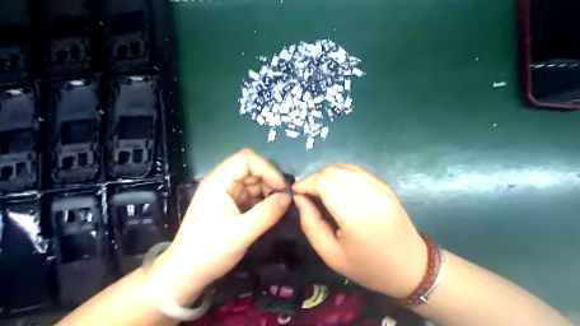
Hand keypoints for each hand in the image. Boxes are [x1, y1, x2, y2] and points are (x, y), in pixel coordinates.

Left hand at [150, 149, 289, 301]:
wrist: (186, 274)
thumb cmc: (208, 251)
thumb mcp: (241, 233)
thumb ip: (267, 213)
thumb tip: (289, 197)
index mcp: (218, 182)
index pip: (246, 159)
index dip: (267, 169)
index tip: (281, 189)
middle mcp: (222, 183)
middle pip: (252, 169)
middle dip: (270, 181)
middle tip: (284, 200)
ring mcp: (227, 194)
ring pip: (254, 182)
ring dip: (269, 192)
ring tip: (279, 208)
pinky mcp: (231, 205)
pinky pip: (252, 195)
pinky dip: (264, 201)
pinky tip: (271, 212)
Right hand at [295, 164, 424, 298]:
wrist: (412, 267)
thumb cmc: (368, 267)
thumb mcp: (331, 255)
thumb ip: (311, 224)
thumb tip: (299, 199)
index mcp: (357, 215)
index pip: (325, 182)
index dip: (306, 183)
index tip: (296, 193)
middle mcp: (370, 194)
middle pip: (334, 171)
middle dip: (314, 178)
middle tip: (306, 194)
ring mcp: (380, 187)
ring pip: (345, 167)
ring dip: (326, 174)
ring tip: (319, 190)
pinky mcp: (384, 186)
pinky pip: (356, 171)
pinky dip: (340, 174)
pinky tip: (336, 188)